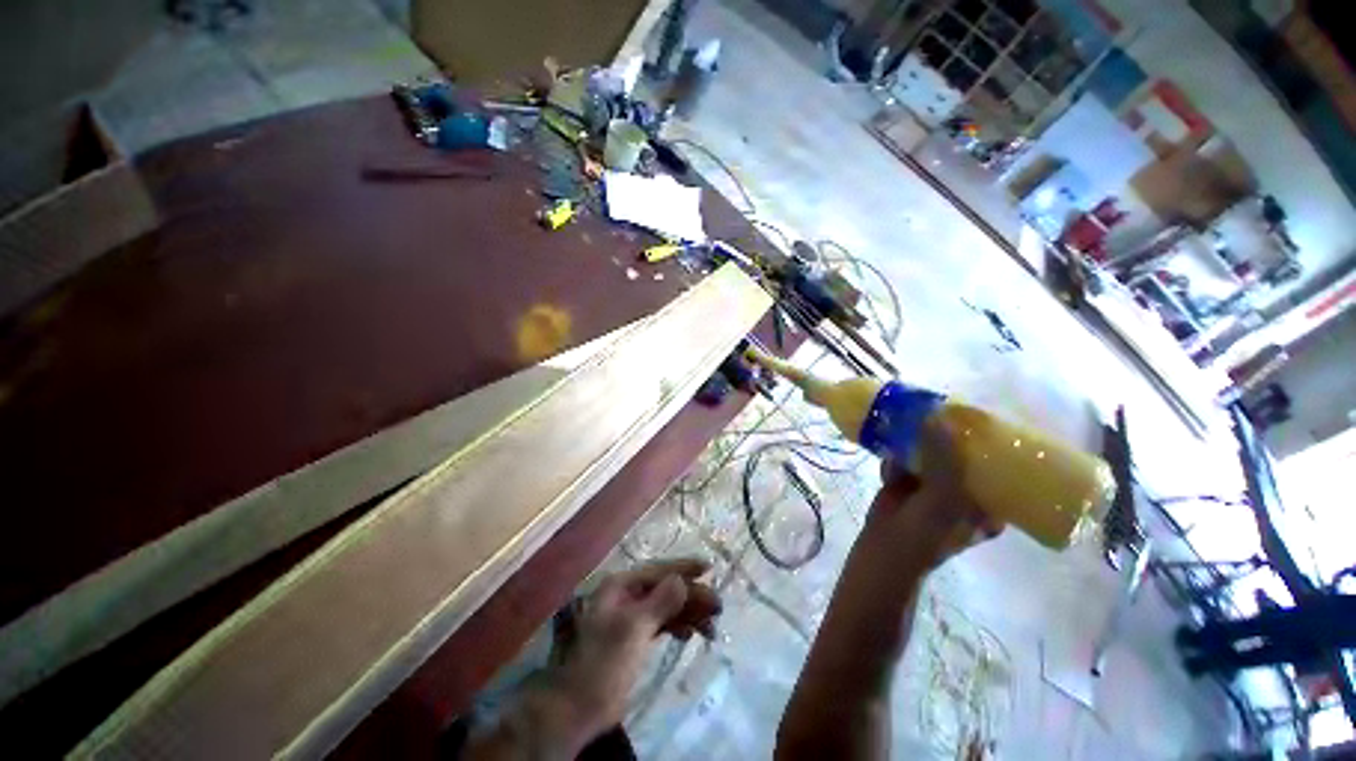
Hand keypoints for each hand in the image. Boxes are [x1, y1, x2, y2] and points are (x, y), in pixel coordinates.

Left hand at [548, 559, 721, 740]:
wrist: (579, 708)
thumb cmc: (604, 663)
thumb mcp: (633, 629)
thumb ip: (660, 602)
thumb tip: (682, 580)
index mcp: (620, 586)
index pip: (658, 570)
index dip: (683, 568)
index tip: (709, 567)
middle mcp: (626, 596)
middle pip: (665, 589)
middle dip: (691, 596)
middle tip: (718, 607)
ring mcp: (630, 617)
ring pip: (666, 607)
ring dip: (688, 613)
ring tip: (711, 628)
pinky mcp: (635, 637)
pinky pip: (662, 623)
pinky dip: (677, 626)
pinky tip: (689, 635)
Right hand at [864, 416, 1004, 569]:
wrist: (884, 547)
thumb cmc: (926, 531)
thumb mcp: (944, 495)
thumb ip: (943, 457)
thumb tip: (939, 416)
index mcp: (988, 501)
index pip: (997, 464)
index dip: (990, 439)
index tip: (979, 414)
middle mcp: (965, 491)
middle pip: (961, 454)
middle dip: (949, 433)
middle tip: (941, 407)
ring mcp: (934, 486)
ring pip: (931, 453)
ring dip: (920, 437)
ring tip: (913, 414)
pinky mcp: (908, 481)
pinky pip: (907, 458)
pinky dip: (899, 450)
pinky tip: (892, 439)